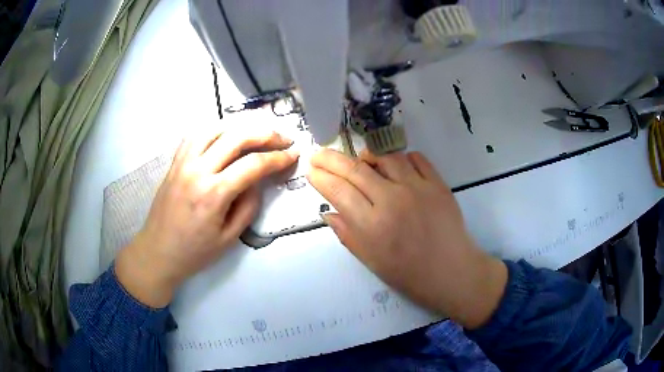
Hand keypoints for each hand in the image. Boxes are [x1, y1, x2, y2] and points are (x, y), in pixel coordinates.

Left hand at [115, 129, 298, 307]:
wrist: (158, 252)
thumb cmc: (194, 252)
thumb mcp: (230, 238)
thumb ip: (249, 206)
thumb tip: (257, 181)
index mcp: (213, 194)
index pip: (253, 165)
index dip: (278, 158)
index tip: (293, 155)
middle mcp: (198, 170)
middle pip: (236, 137)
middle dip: (266, 134)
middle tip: (282, 139)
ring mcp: (183, 163)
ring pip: (215, 128)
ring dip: (240, 126)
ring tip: (256, 133)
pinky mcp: (175, 162)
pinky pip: (196, 135)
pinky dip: (215, 129)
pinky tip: (226, 135)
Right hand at [307, 149, 506, 328]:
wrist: (452, 272)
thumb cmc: (409, 274)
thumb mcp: (371, 261)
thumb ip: (347, 234)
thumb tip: (328, 211)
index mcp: (373, 226)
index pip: (338, 191)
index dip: (321, 178)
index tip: (311, 171)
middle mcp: (392, 200)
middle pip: (355, 169)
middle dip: (331, 159)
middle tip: (319, 154)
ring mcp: (417, 188)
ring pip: (385, 156)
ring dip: (366, 155)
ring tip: (360, 161)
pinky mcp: (437, 183)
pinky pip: (415, 158)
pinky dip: (400, 158)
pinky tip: (394, 166)